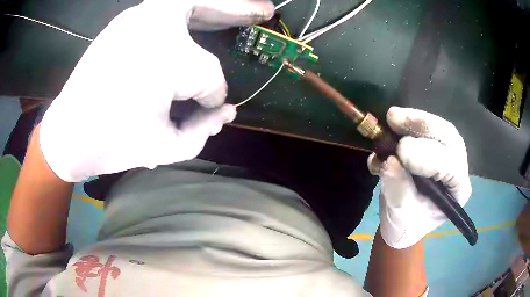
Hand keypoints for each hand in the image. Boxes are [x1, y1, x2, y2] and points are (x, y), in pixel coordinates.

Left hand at [39, 0, 273, 181]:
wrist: (68, 134)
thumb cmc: (112, 144)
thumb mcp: (166, 147)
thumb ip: (203, 130)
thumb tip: (225, 110)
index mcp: (167, 59)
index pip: (208, 75)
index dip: (210, 97)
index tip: (206, 111)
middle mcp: (154, 25)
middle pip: (209, 6)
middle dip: (241, 9)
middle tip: (266, 10)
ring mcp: (136, 17)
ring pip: (188, 2)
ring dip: (218, 5)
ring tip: (241, 11)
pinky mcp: (125, 21)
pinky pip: (166, 9)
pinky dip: (189, 11)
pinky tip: (200, 18)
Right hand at [367, 107, 471, 248]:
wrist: (402, 223)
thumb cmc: (405, 226)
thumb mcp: (399, 215)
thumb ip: (397, 189)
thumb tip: (388, 161)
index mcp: (456, 191)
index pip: (450, 166)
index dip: (427, 155)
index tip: (401, 150)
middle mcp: (457, 168)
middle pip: (448, 137)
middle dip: (423, 126)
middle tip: (394, 118)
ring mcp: (448, 154)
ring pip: (439, 129)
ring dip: (416, 120)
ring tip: (392, 117)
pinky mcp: (435, 147)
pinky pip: (426, 129)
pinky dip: (409, 125)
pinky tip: (392, 128)